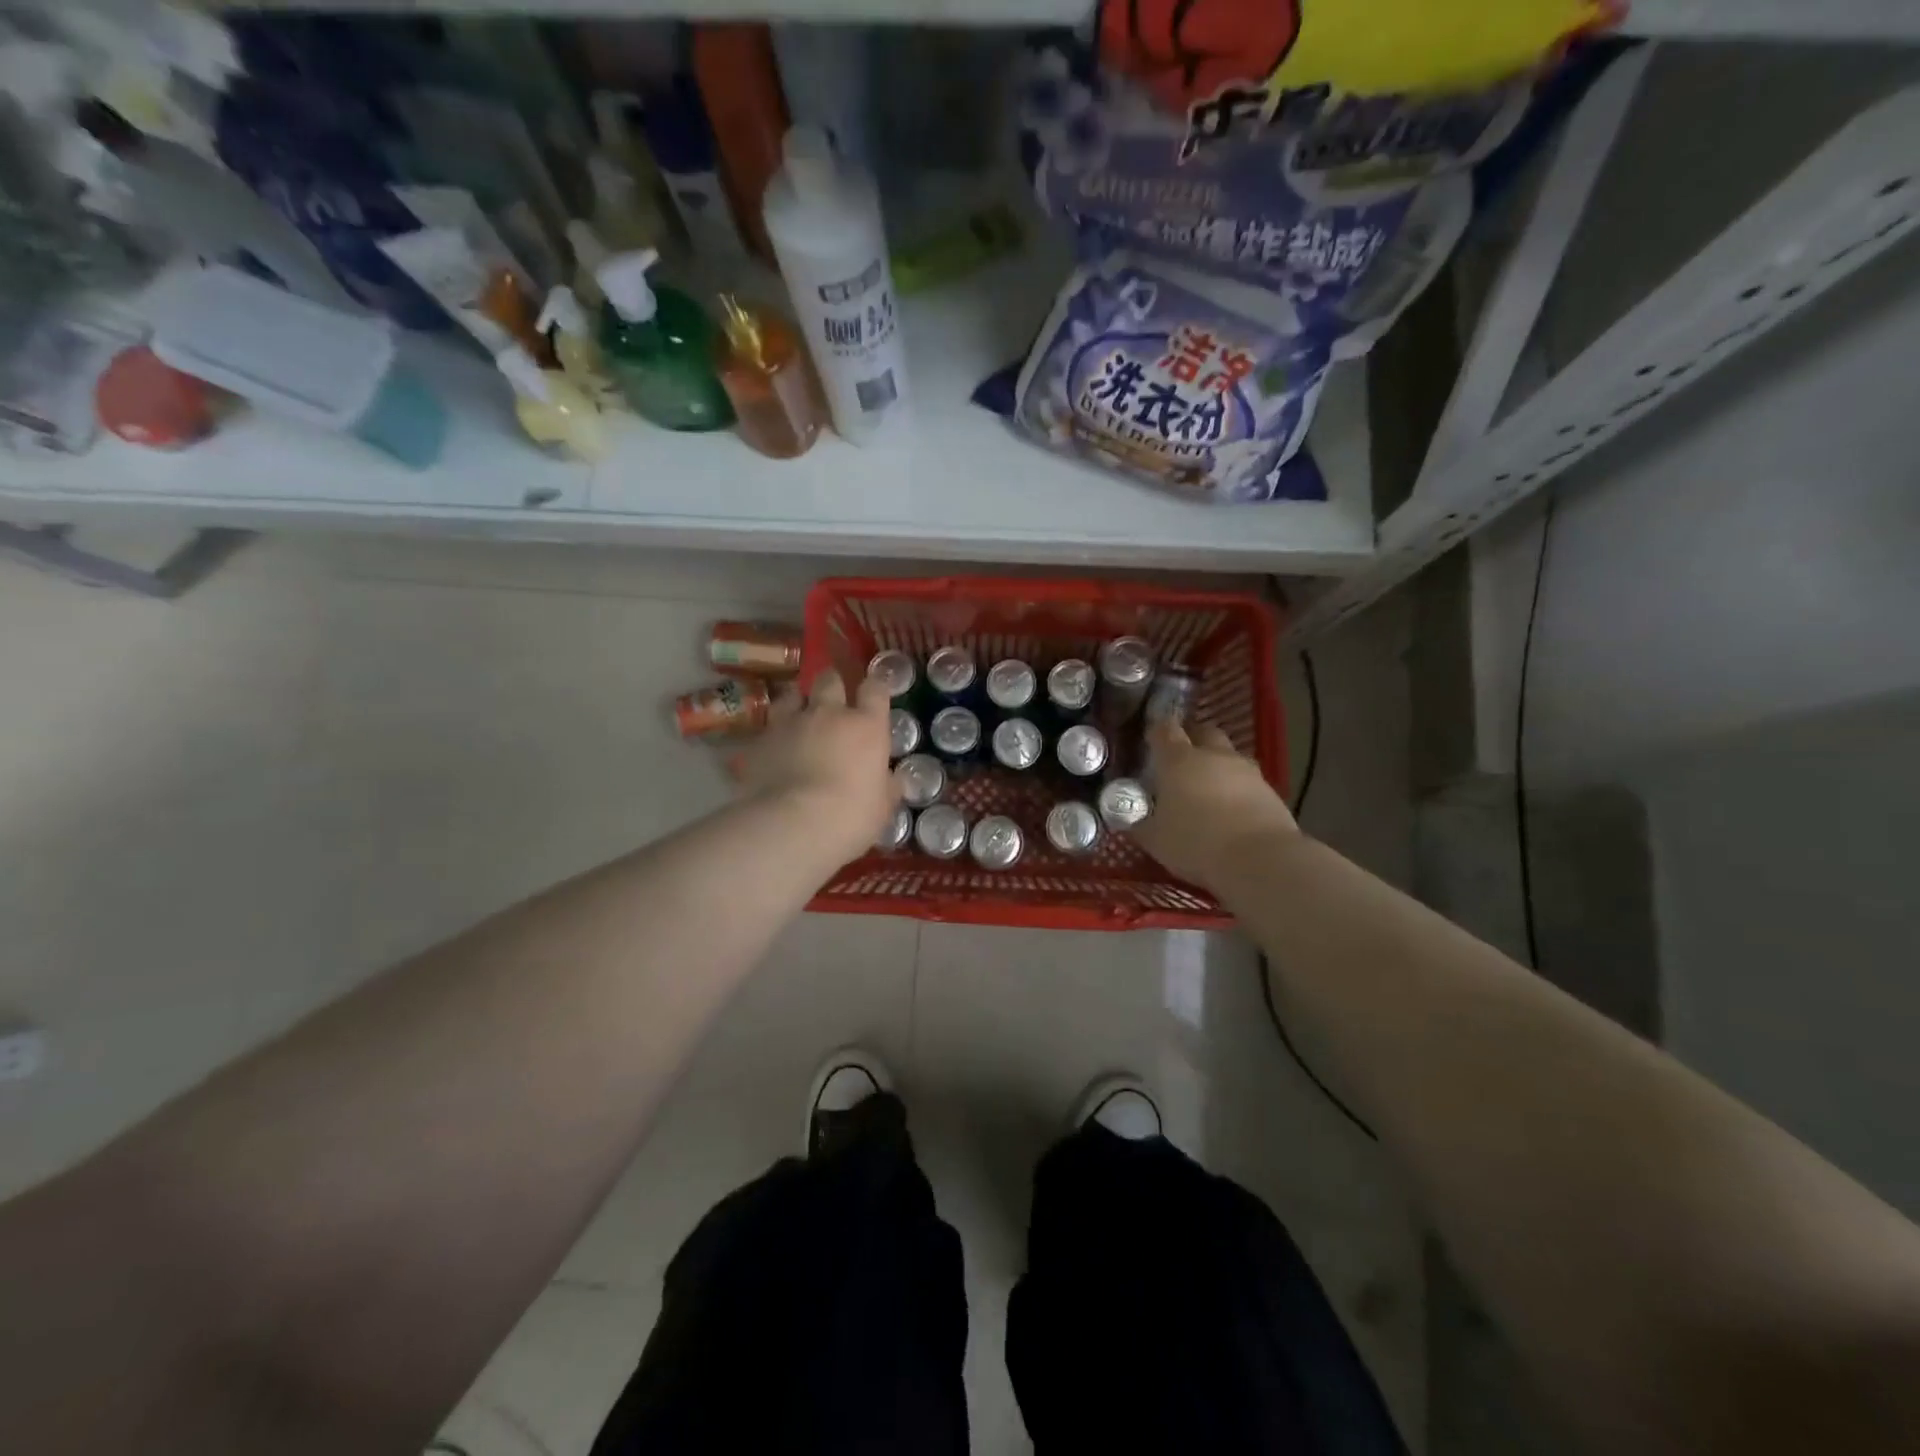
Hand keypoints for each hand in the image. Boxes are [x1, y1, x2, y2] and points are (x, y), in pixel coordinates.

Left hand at [732, 669, 894, 864]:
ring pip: (792, 694)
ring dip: (797, 702)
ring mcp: (790, 723)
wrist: (793, 825)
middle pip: (830, 680)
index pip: (874, 689)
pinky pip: (767, 727)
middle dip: (832, 686)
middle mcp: (828, 713)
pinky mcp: (760, 740)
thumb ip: (886, 787)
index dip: (874, 689)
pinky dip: (772, 734)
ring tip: (798, 717)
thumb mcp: (882, 807)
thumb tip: (891, 781)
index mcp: (866, 726)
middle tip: (833, 701)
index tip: (872, 697)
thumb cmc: (851, 815)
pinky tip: (773, 749)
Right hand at [1132, 718, 1298, 891]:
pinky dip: (1237, 789)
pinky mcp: (1271, 791)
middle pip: (1203, 732)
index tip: (1150, 739)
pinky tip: (1231, 810)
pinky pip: (1248, 781)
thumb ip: (1140, 824)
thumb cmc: (1196, 843)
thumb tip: (1129, 820)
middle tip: (1180, 759)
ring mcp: (1246, 771)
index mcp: (1178, 760)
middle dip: (1192, 740)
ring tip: (1207, 789)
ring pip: (1229, 756)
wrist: (1260, 861)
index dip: (1156, 731)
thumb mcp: (1155, 840)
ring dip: (1217, 765)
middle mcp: (1214, 756)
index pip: (1164, 730)